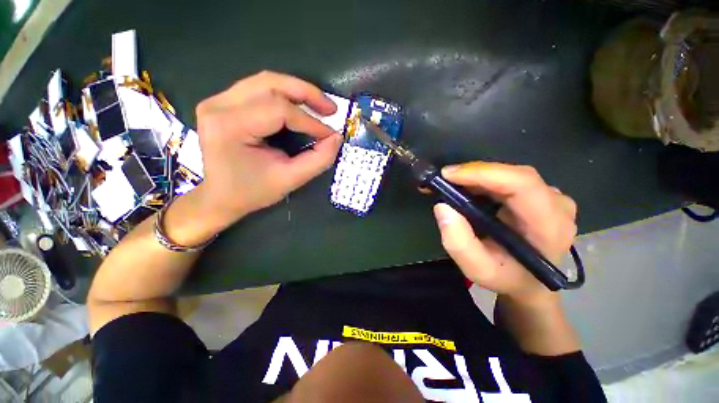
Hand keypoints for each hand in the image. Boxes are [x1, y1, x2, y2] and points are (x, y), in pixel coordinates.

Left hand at [192, 71, 342, 229]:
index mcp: (230, 127)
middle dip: (306, 93)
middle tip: (331, 109)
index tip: (330, 135)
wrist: (219, 196)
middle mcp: (218, 106)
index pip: (279, 110)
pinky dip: (284, 94)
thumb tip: (336, 138)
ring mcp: (217, 101)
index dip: (310, 121)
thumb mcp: (290, 180)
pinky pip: (258, 88)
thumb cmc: (252, 192)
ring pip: (265, 81)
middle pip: (270, 84)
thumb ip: (318, 160)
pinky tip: (299, 105)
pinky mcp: (222, 102)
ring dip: (297, 90)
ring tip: (319, 105)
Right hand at [433, 162, 576, 302]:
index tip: (448, 175)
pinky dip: (481, 180)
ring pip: (508, 174)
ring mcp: (550, 197)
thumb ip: (458, 243)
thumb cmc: (507, 278)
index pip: (522, 184)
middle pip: (512, 175)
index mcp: (549, 226)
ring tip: (448, 185)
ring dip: (474, 177)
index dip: (483, 173)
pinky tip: (464, 187)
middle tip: (441, 181)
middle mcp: (556, 205)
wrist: (529, 282)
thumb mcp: (477, 270)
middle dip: (472, 174)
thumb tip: (442, 206)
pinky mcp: (539, 194)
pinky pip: (507, 179)